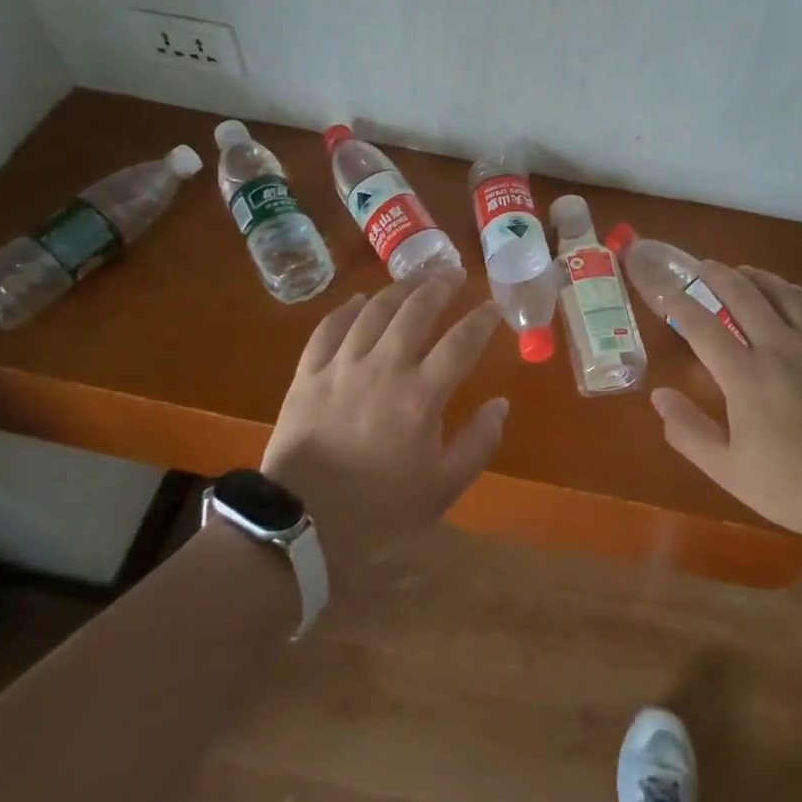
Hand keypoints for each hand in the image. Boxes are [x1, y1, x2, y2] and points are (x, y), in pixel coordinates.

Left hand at [261, 271, 506, 577]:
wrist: (301, 527)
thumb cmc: (378, 511)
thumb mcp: (442, 490)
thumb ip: (478, 443)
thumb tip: (500, 404)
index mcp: (421, 396)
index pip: (461, 342)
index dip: (482, 320)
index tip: (493, 307)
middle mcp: (384, 367)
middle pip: (416, 311)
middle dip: (440, 286)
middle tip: (454, 274)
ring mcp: (342, 366)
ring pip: (374, 311)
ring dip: (399, 289)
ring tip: (415, 277)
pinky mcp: (308, 374)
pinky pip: (328, 329)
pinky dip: (346, 309)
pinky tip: (358, 300)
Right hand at [649, 262, 801, 553]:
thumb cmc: (798, 490)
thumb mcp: (730, 472)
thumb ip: (688, 432)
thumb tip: (659, 394)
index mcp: (746, 378)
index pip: (701, 326)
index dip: (678, 303)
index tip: (664, 292)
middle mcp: (781, 348)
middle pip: (742, 294)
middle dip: (716, 275)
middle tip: (701, 268)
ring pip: (783, 292)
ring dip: (757, 277)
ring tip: (741, 272)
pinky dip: (800, 292)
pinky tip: (791, 294)